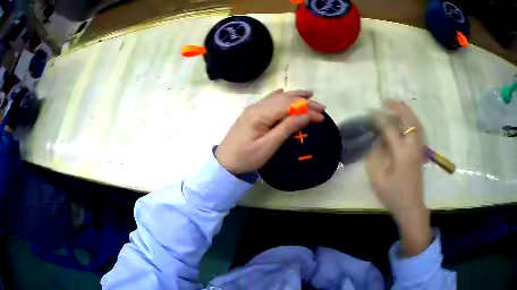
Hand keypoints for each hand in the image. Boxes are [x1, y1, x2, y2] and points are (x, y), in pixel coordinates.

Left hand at [216, 89, 324, 174]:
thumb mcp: (268, 146)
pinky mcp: (251, 114)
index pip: (289, 106)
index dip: (307, 108)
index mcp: (261, 114)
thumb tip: (306, 115)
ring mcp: (253, 109)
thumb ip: (287, 128)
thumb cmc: (246, 157)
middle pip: (284, 99)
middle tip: (321, 106)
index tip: (322, 116)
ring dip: (294, 96)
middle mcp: (257, 107)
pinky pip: (268, 100)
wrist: (224, 163)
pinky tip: (283, 93)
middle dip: (304, 101)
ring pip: (277, 98)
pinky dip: (279, 96)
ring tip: (308, 96)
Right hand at [366, 100, 430, 255]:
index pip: (390, 129)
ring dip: (407, 112)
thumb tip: (374, 139)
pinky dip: (412, 120)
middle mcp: (413, 147)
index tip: (370, 112)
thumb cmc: (393, 195)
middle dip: (397, 108)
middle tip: (386, 100)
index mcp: (401, 153)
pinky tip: (407, 119)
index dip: (379, 119)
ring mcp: (419, 149)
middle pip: (408, 121)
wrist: (411, 206)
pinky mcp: (421, 152)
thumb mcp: (378, 179)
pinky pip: (418, 130)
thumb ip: (374, 157)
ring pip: (416, 124)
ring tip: (397, 104)